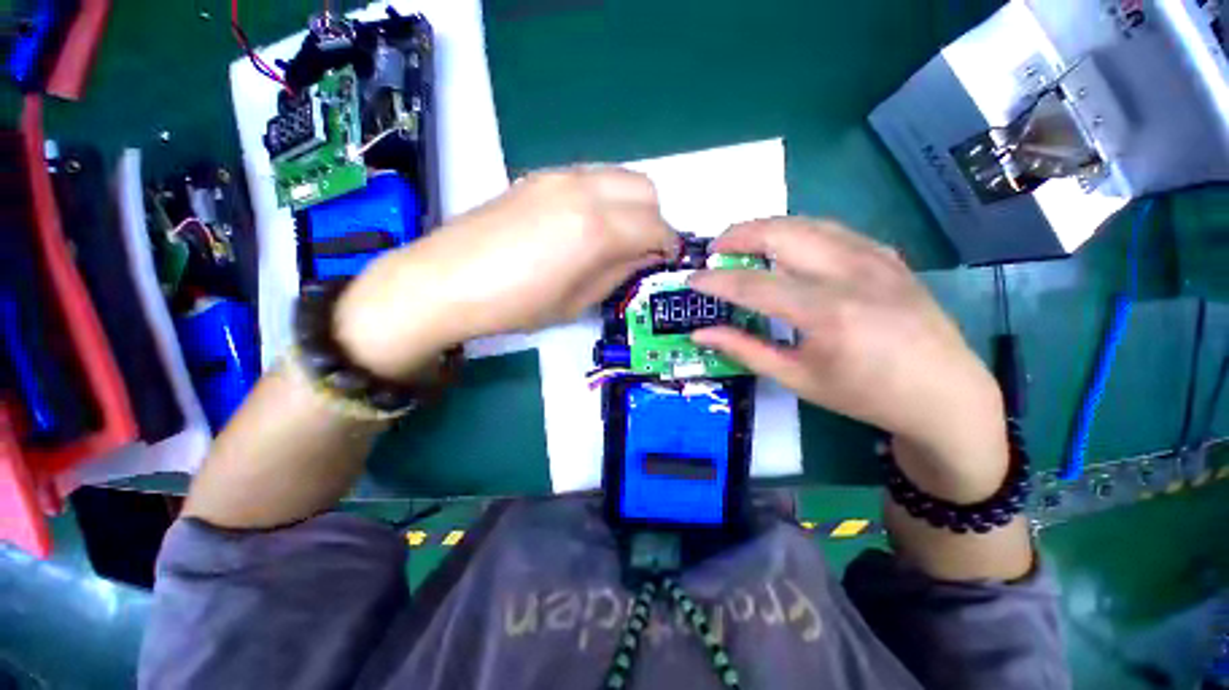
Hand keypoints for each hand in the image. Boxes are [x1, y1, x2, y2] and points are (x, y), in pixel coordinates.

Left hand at [335, 167, 677, 378]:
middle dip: (654, 220)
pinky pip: (591, 176)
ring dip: (631, 204)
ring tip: (616, 236)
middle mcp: (584, 190)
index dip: (668, 246)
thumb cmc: (515, 305)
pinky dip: (604, 195)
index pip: (656, 226)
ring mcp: (559, 176)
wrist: (445, 281)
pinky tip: (586, 223)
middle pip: (645, 189)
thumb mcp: (577, 302)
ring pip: (619, 176)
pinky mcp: (539, 175)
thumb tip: (642, 256)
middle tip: (641, 249)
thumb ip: (617, 272)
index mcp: (596, 229)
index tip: (665, 261)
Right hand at [688, 218, 1007, 502]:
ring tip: (742, 243)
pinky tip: (786, 246)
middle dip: (738, 234)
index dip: (716, 280)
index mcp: (826, 313)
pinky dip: (797, 231)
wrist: (943, 393)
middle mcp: (850, 274)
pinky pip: (831, 229)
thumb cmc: (864, 394)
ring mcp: (873, 257)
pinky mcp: (886, 254)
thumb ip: (744, 350)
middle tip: (715, 250)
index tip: (692, 280)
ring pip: (805, 222)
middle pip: (780, 233)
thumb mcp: (797, 379)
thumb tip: (700, 334)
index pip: (753, 284)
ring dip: (766, 227)